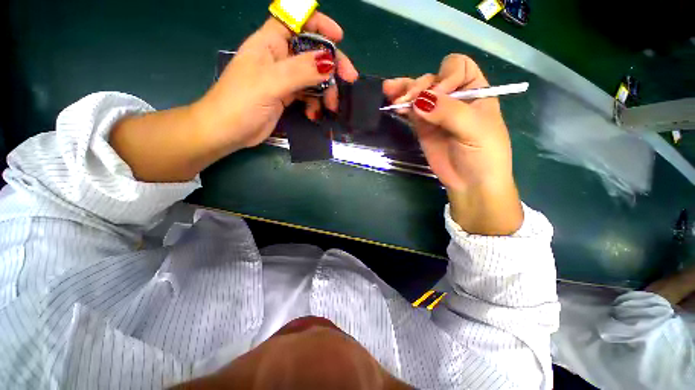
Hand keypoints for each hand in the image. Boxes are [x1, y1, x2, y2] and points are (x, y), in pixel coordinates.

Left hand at [193, 12, 358, 153]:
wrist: (228, 131)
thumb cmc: (241, 102)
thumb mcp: (272, 82)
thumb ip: (301, 71)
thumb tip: (330, 62)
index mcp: (270, 42)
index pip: (297, 21)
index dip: (318, 24)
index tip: (338, 38)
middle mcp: (279, 57)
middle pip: (312, 52)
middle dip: (331, 65)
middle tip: (349, 79)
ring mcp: (284, 78)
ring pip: (313, 76)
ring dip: (326, 90)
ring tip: (330, 107)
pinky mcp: (287, 97)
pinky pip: (308, 95)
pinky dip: (315, 104)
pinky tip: (314, 115)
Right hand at [383, 54, 522, 234]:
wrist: (470, 183)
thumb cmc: (483, 155)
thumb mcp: (473, 129)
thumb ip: (448, 111)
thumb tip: (419, 100)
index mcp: (475, 90)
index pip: (458, 67)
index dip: (446, 76)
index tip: (439, 95)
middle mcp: (454, 97)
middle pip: (433, 79)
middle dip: (418, 86)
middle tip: (407, 99)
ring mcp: (436, 113)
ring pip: (418, 94)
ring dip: (404, 91)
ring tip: (389, 91)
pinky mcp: (423, 127)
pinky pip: (410, 112)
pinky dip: (401, 107)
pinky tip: (392, 106)